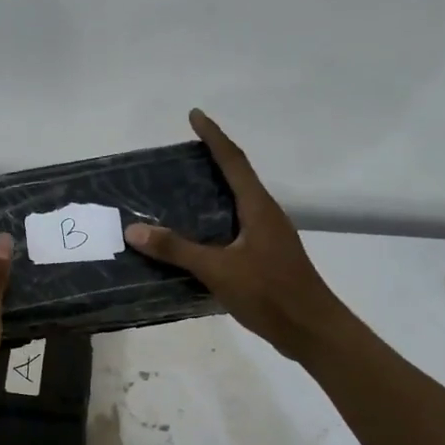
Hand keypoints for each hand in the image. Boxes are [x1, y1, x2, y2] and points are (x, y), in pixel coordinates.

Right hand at [126, 109, 343, 359]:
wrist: (311, 329)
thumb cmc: (269, 293)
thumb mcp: (217, 270)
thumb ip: (176, 249)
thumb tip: (134, 229)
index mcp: (258, 208)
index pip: (233, 161)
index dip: (213, 136)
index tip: (195, 115)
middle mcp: (266, 215)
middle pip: (237, 178)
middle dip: (212, 161)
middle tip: (181, 155)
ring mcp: (268, 237)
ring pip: (237, 204)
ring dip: (213, 192)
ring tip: (181, 191)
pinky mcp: (266, 257)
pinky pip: (235, 227)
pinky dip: (214, 222)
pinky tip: (195, 237)